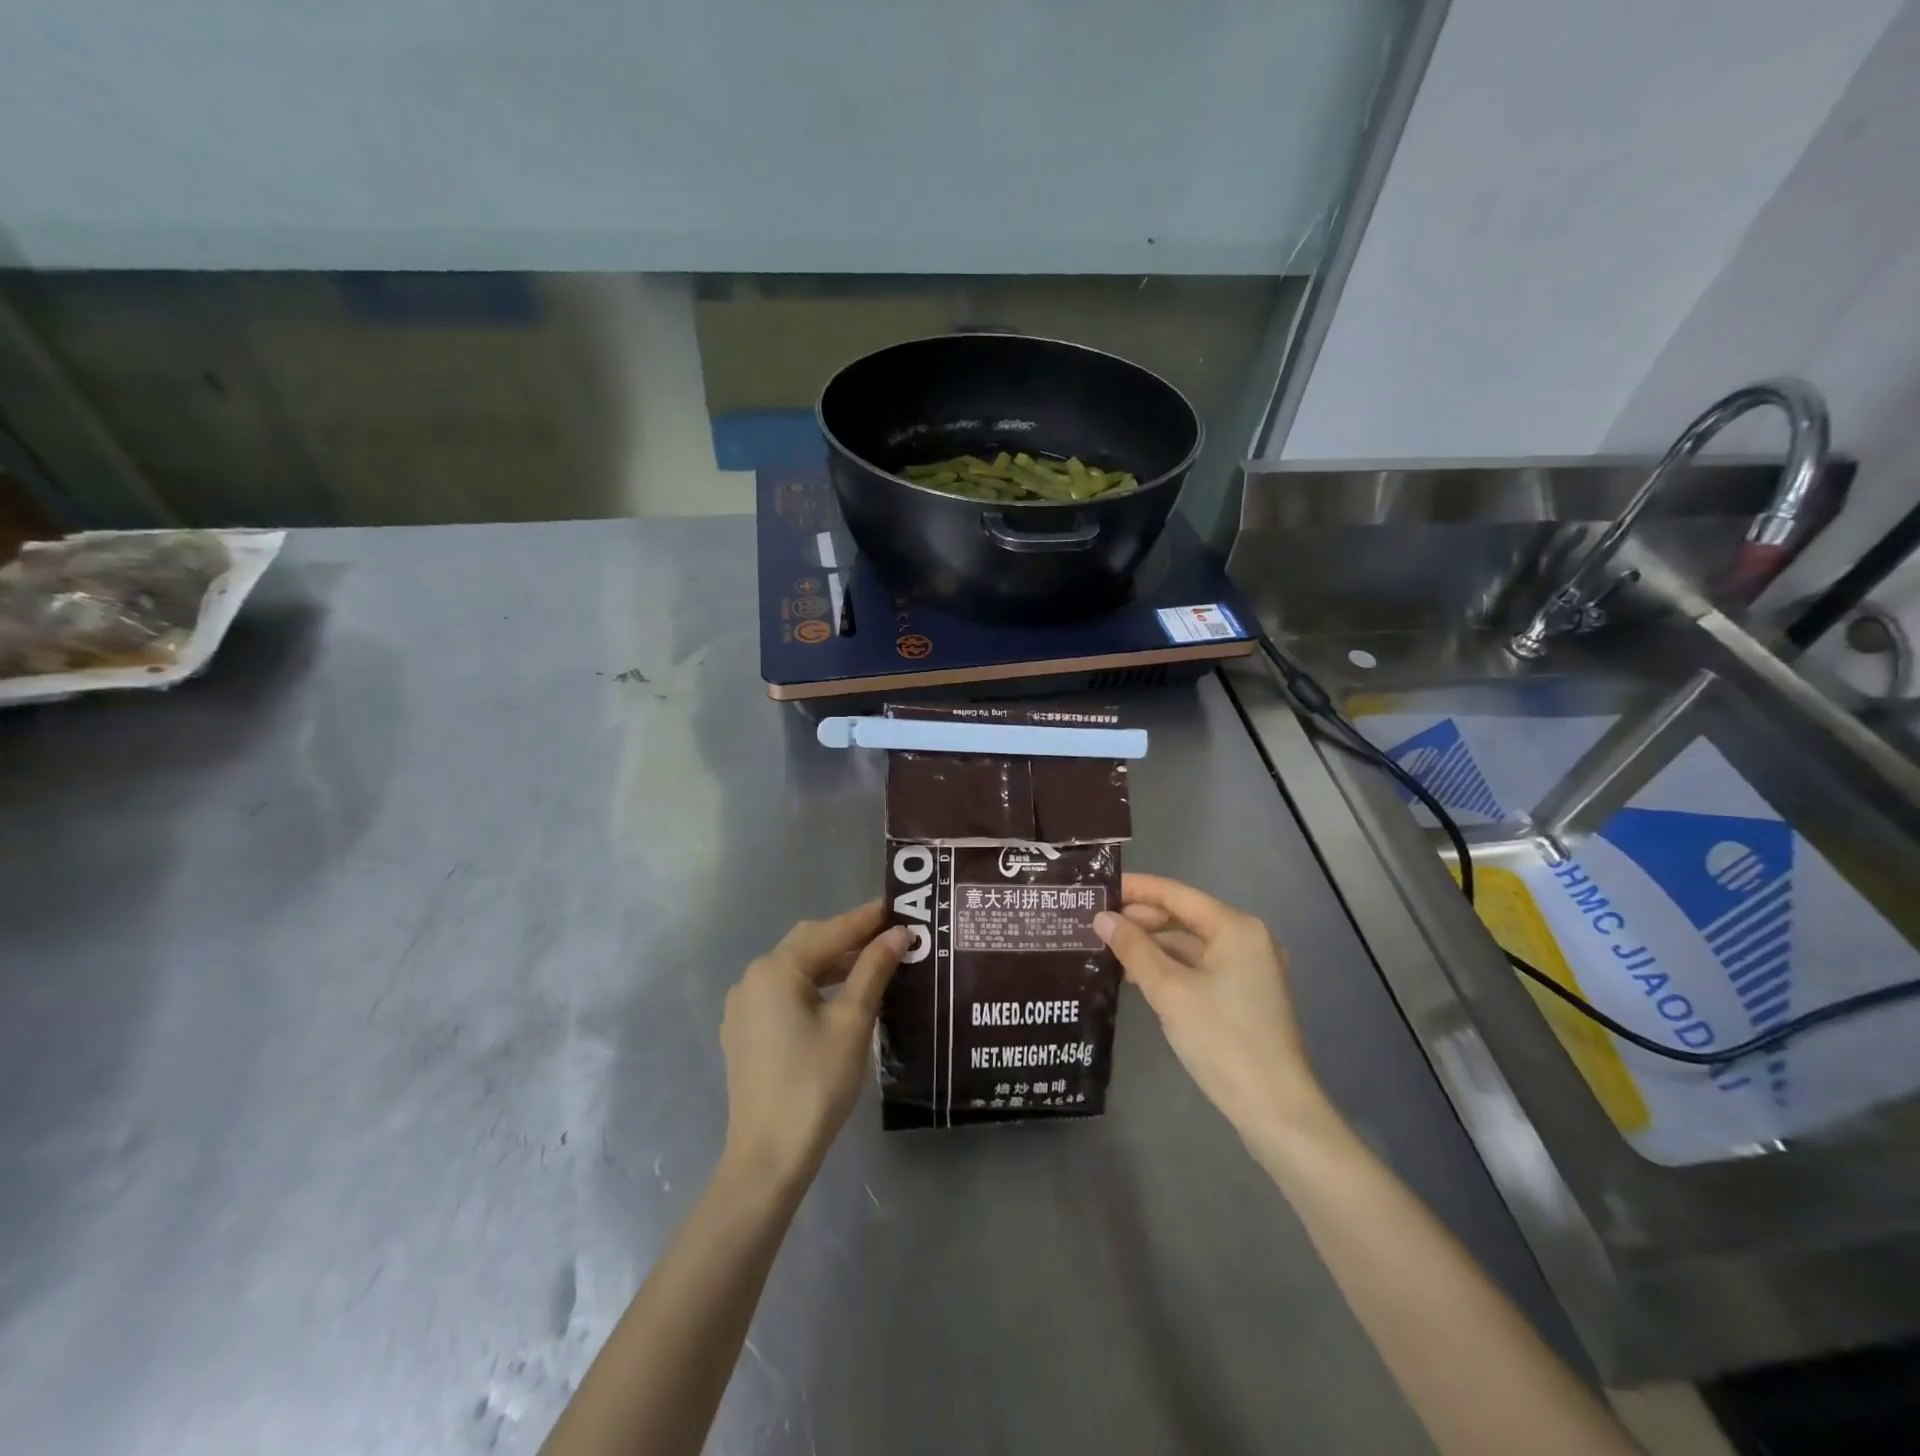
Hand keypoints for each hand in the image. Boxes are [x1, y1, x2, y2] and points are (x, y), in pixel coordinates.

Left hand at [718, 902, 908, 1191]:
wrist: (769, 1156)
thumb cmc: (816, 1083)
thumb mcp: (853, 1021)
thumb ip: (874, 970)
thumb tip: (899, 934)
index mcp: (776, 969)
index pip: (830, 931)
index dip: (867, 919)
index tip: (898, 907)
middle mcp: (753, 979)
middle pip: (809, 945)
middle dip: (849, 938)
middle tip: (890, 936)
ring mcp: (744, 1008)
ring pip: (796, 971)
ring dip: (833, 964)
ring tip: (874, 966)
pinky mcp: (745, 1033)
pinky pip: (784, 994)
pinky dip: (815, 987)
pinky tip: (842, 998)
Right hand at [1095, 874, 1327, 1139]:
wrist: (1275, 1110)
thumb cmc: (1222, 1040)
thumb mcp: (1169, 991)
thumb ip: (1134, 949)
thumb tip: (1102, 918)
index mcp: (1236, 928)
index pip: (1176, 894)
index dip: (1136, 889)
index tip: (1098, 889)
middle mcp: (1247, 940)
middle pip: (1185, 917)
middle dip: (1141, 919)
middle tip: (1097, 923)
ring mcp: (1249, 970)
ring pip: (1191, 944)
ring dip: (1152, 946)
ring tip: (1109, 951)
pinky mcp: (1245, 997)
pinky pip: (1200, 967)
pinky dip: (1170, 968)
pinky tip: (1139, 978)